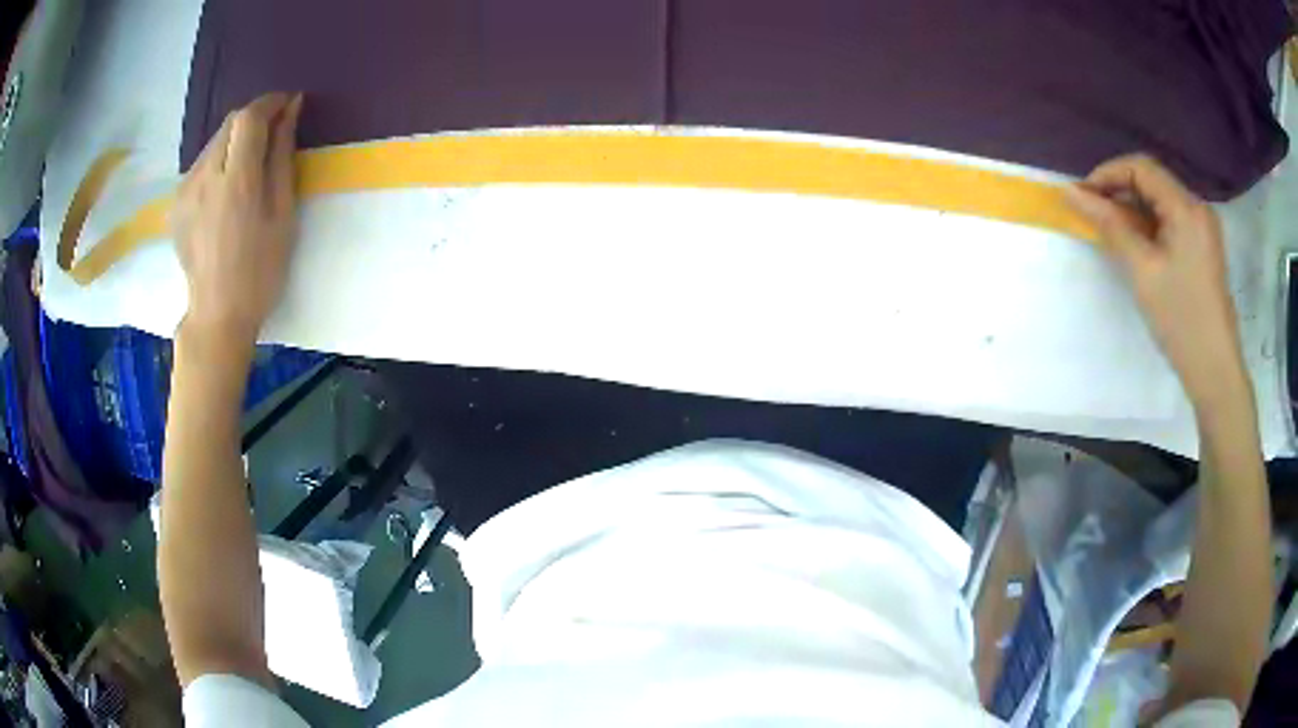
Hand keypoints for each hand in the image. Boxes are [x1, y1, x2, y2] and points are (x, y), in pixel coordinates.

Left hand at [171, 92, 303, 347]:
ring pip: (213, 143)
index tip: (287, 105)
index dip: (269, 103)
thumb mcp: (283, 214)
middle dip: (253, 120)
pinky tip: (226, 189)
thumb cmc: (260, 270)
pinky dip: (218, 162)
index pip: (249, 118)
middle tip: (272, 135)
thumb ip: (282, 157)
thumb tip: (290, 111)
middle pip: (229, 124)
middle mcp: (205, 178)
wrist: (218, 313)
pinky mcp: (176, 203)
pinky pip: (200, 165)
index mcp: (236, 182)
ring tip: (248, 166)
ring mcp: (186, 191)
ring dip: (235, 141)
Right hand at [1064, 154, 1248, 410]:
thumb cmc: (1180, 321)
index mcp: (1186, 208)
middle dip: (1119, 191)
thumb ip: (1110, 226)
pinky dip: (1149, 226)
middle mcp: (1197, 208)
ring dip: (1133, 210)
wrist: (1215, 370)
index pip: (1141, 168)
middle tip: (1093, 215)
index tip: (1083, 197)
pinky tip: (1137, 245)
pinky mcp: (1203, 247)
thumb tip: (1071, 193)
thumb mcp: (1143, 270)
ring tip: (1111, 232)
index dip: (1108, 174)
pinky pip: (1171, 221)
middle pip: (1152, 181)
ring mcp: (1203, 228)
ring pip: (1161, 201)